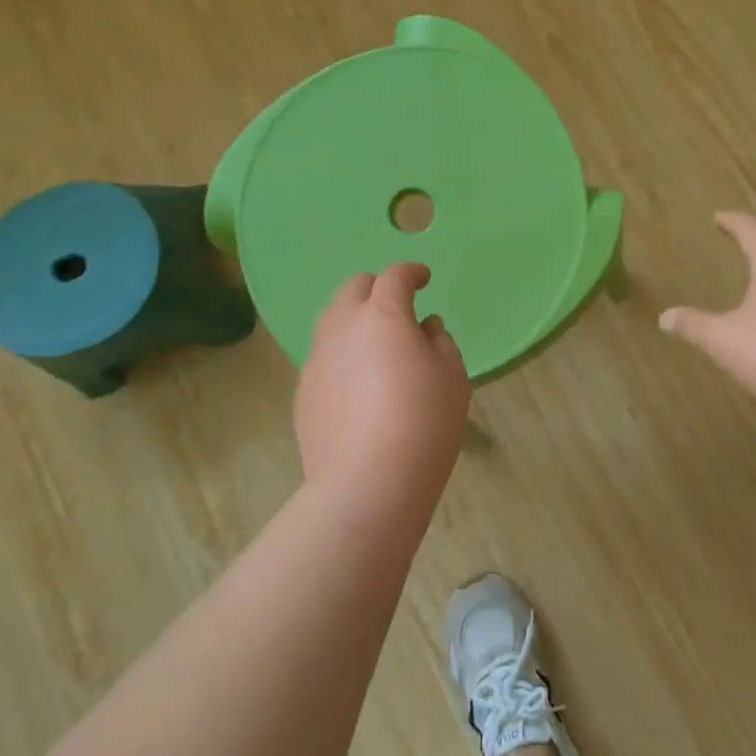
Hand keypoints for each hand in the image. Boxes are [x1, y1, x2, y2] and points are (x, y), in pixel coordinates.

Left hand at [295, 263, 470, 489]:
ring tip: (377, 346)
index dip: (412, 272)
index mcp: (382, 315)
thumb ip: (440, 342)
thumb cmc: (423, 423)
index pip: (395, 277)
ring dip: (356, 320)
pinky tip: (359, 386)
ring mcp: (317, 358)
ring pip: (333, 321)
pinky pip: (325, 357)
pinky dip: (343, 355)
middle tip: (398, 307)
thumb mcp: (452, 378)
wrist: (367, 483)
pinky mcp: (303, 390)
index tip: (424, 278)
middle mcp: (342, 326)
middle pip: (354, 288)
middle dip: (377, 288)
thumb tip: (425, 329)